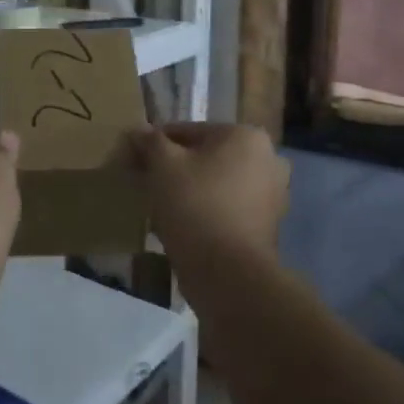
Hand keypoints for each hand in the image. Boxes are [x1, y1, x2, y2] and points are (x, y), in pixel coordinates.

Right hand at [128, 124, 288, 273]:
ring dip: (188, 190)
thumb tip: (137, 130)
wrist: (228, 273)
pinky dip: (205, 211)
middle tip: (144, 184)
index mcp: (246, 136)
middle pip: (205, 157)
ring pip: (216, 183)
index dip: (154, 145)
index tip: (132, 161)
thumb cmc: (195, 206)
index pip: (187, 131)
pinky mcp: (266, 226)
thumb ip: (150, 142)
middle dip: (174, 169)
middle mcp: (268, 159)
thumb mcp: (163, 166)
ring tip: (158, 208)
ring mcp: (272, 194)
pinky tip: (180, 227)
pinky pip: (226, 208)